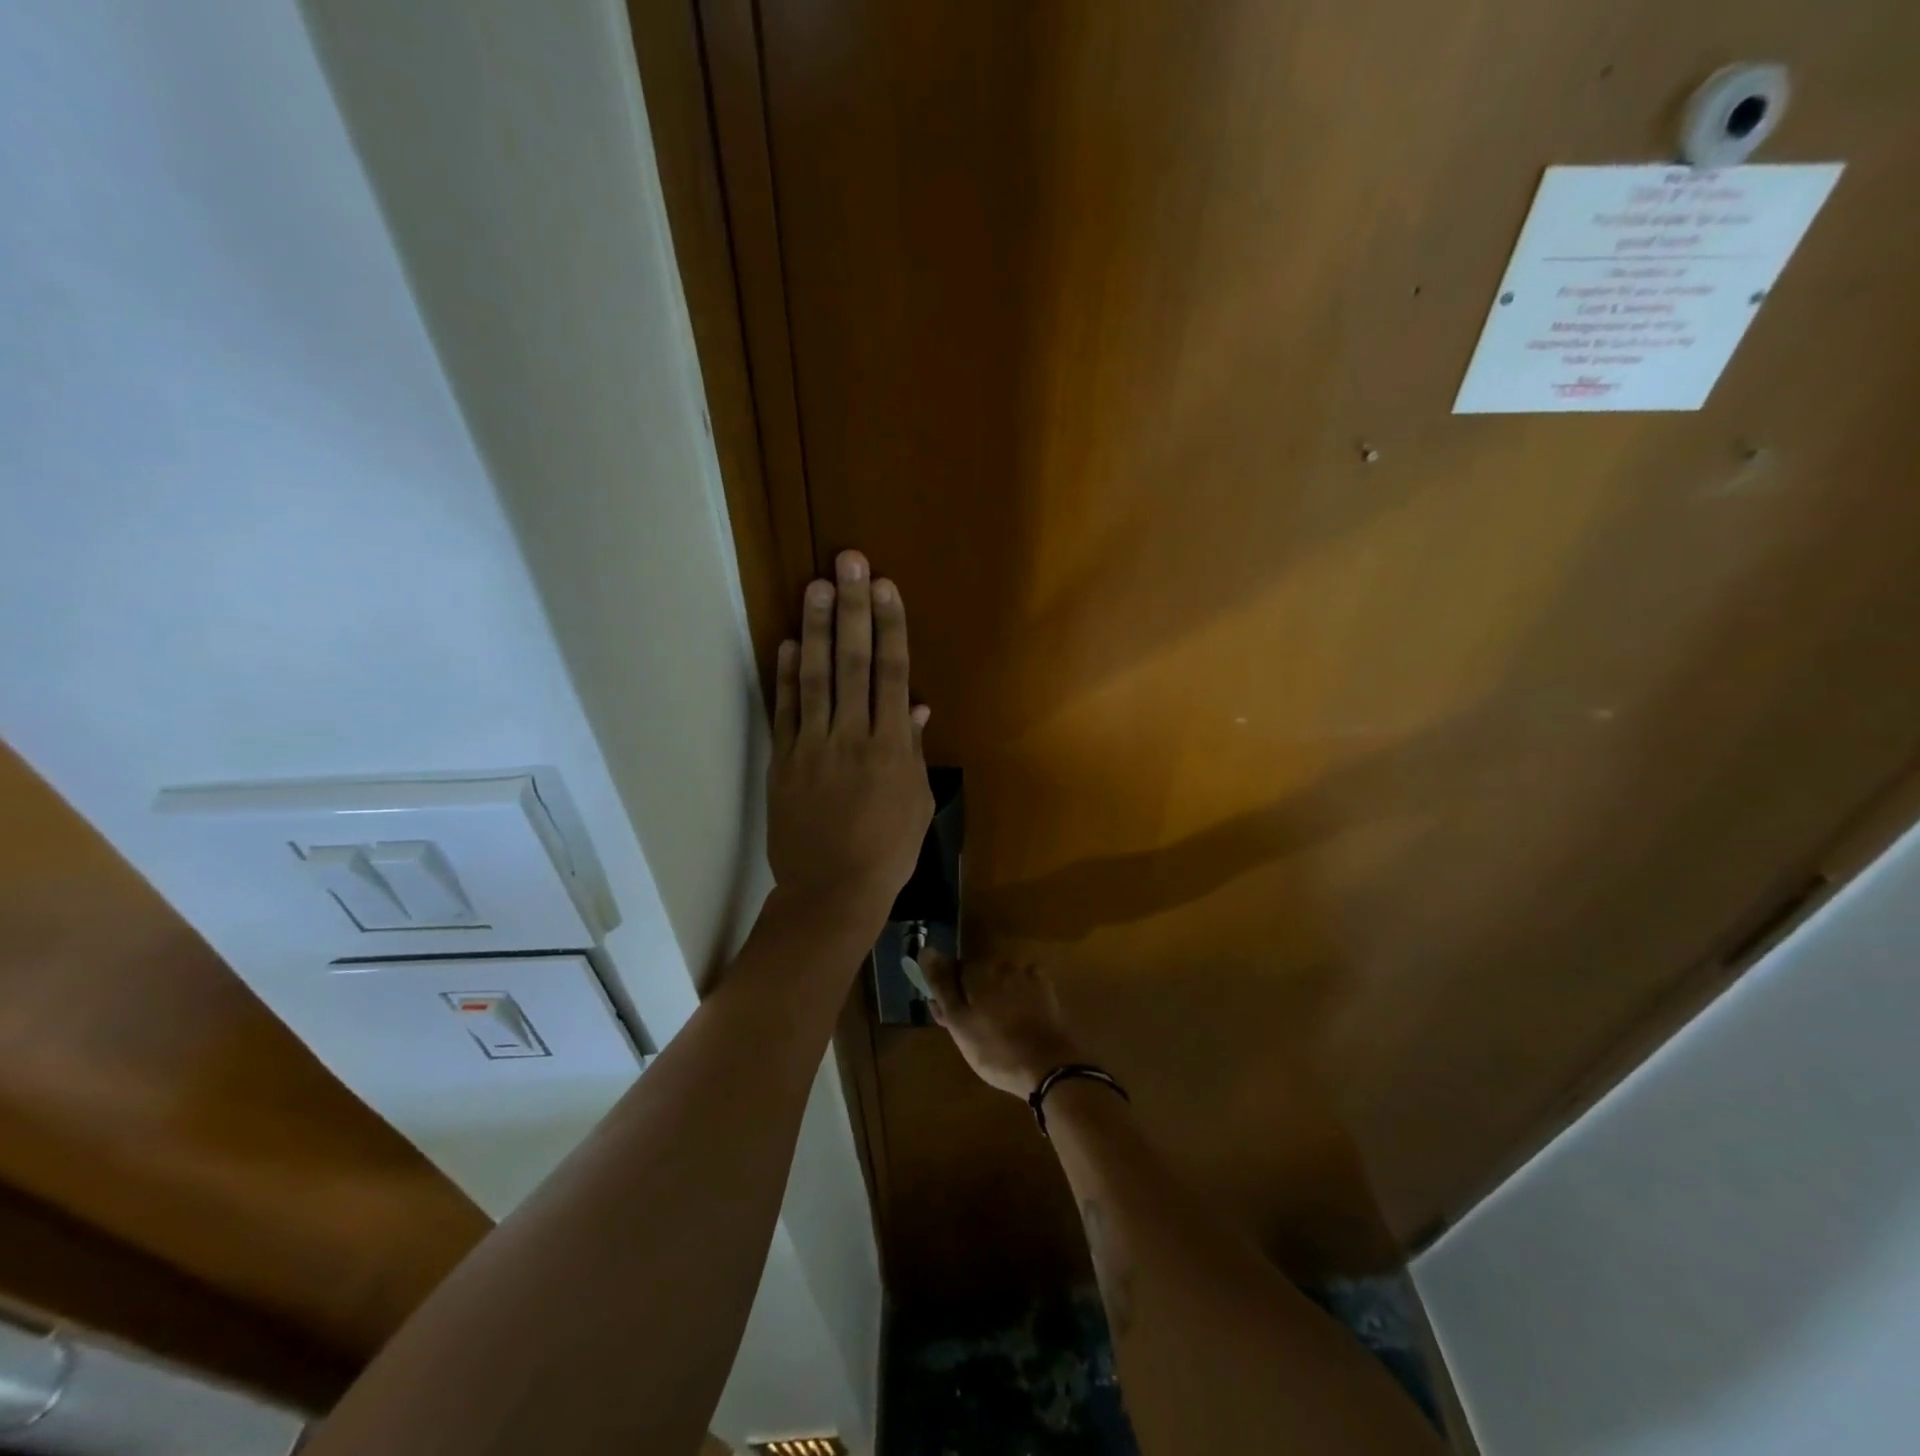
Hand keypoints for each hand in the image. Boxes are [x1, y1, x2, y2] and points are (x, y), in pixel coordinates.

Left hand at [767, 550, 933, 933]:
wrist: (831, 891)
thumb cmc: (887, 852)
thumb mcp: (918, 802)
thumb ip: (916, 750)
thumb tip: (920, 706)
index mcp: (893, 746)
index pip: (894, 674)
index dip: (891, 627)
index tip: (886, 587)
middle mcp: (853, 736)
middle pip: (854, 662)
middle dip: (853, 608)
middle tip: (849, 562)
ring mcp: (814, 746)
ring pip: (815, 677)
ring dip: (816, 628)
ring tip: (816, 585)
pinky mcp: (784, 760)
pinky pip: (785, 710)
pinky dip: (785, 675)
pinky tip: (786, 642)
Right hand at [922, 953, 1082, 1098]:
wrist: (1048, 1067)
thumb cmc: (995, 1050)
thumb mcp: (959, 1024)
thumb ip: (942, 986)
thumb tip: (925, 950)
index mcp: (977, 972)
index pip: (953, 971)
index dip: (950, 994)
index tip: (952, 1017)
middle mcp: (1001, 964)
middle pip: (978, 975)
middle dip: (973, 994)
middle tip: (975, 1028)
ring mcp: (1026, 975)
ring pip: (1001, 979)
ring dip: (996, 995)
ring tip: (998, 1028)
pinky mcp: (1046, 988)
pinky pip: (1024, 984)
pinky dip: (1019, 996)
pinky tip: (1020, 1018)